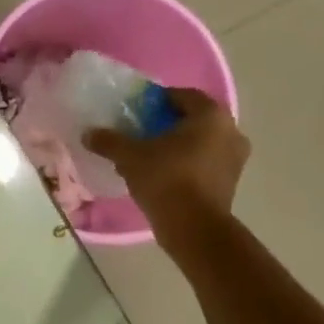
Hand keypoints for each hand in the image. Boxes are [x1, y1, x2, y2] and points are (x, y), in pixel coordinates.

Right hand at [84, 88, 248, 239]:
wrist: (194, 228)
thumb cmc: (166, 179)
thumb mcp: (130, 156)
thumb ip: (109, 140)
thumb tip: (88, 133)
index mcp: (211, 116)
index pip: (183, 95)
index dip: (157, 100)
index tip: (136, 110)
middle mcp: (230, 132)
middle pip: (193, 119)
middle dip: (167, 124)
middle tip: (140, 132)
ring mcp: (235, 160)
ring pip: (200, 143)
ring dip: (177, 146)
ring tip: (148, 156)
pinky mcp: (230, 183)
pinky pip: (204, 163)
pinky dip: (186, 164)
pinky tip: (162, 175)